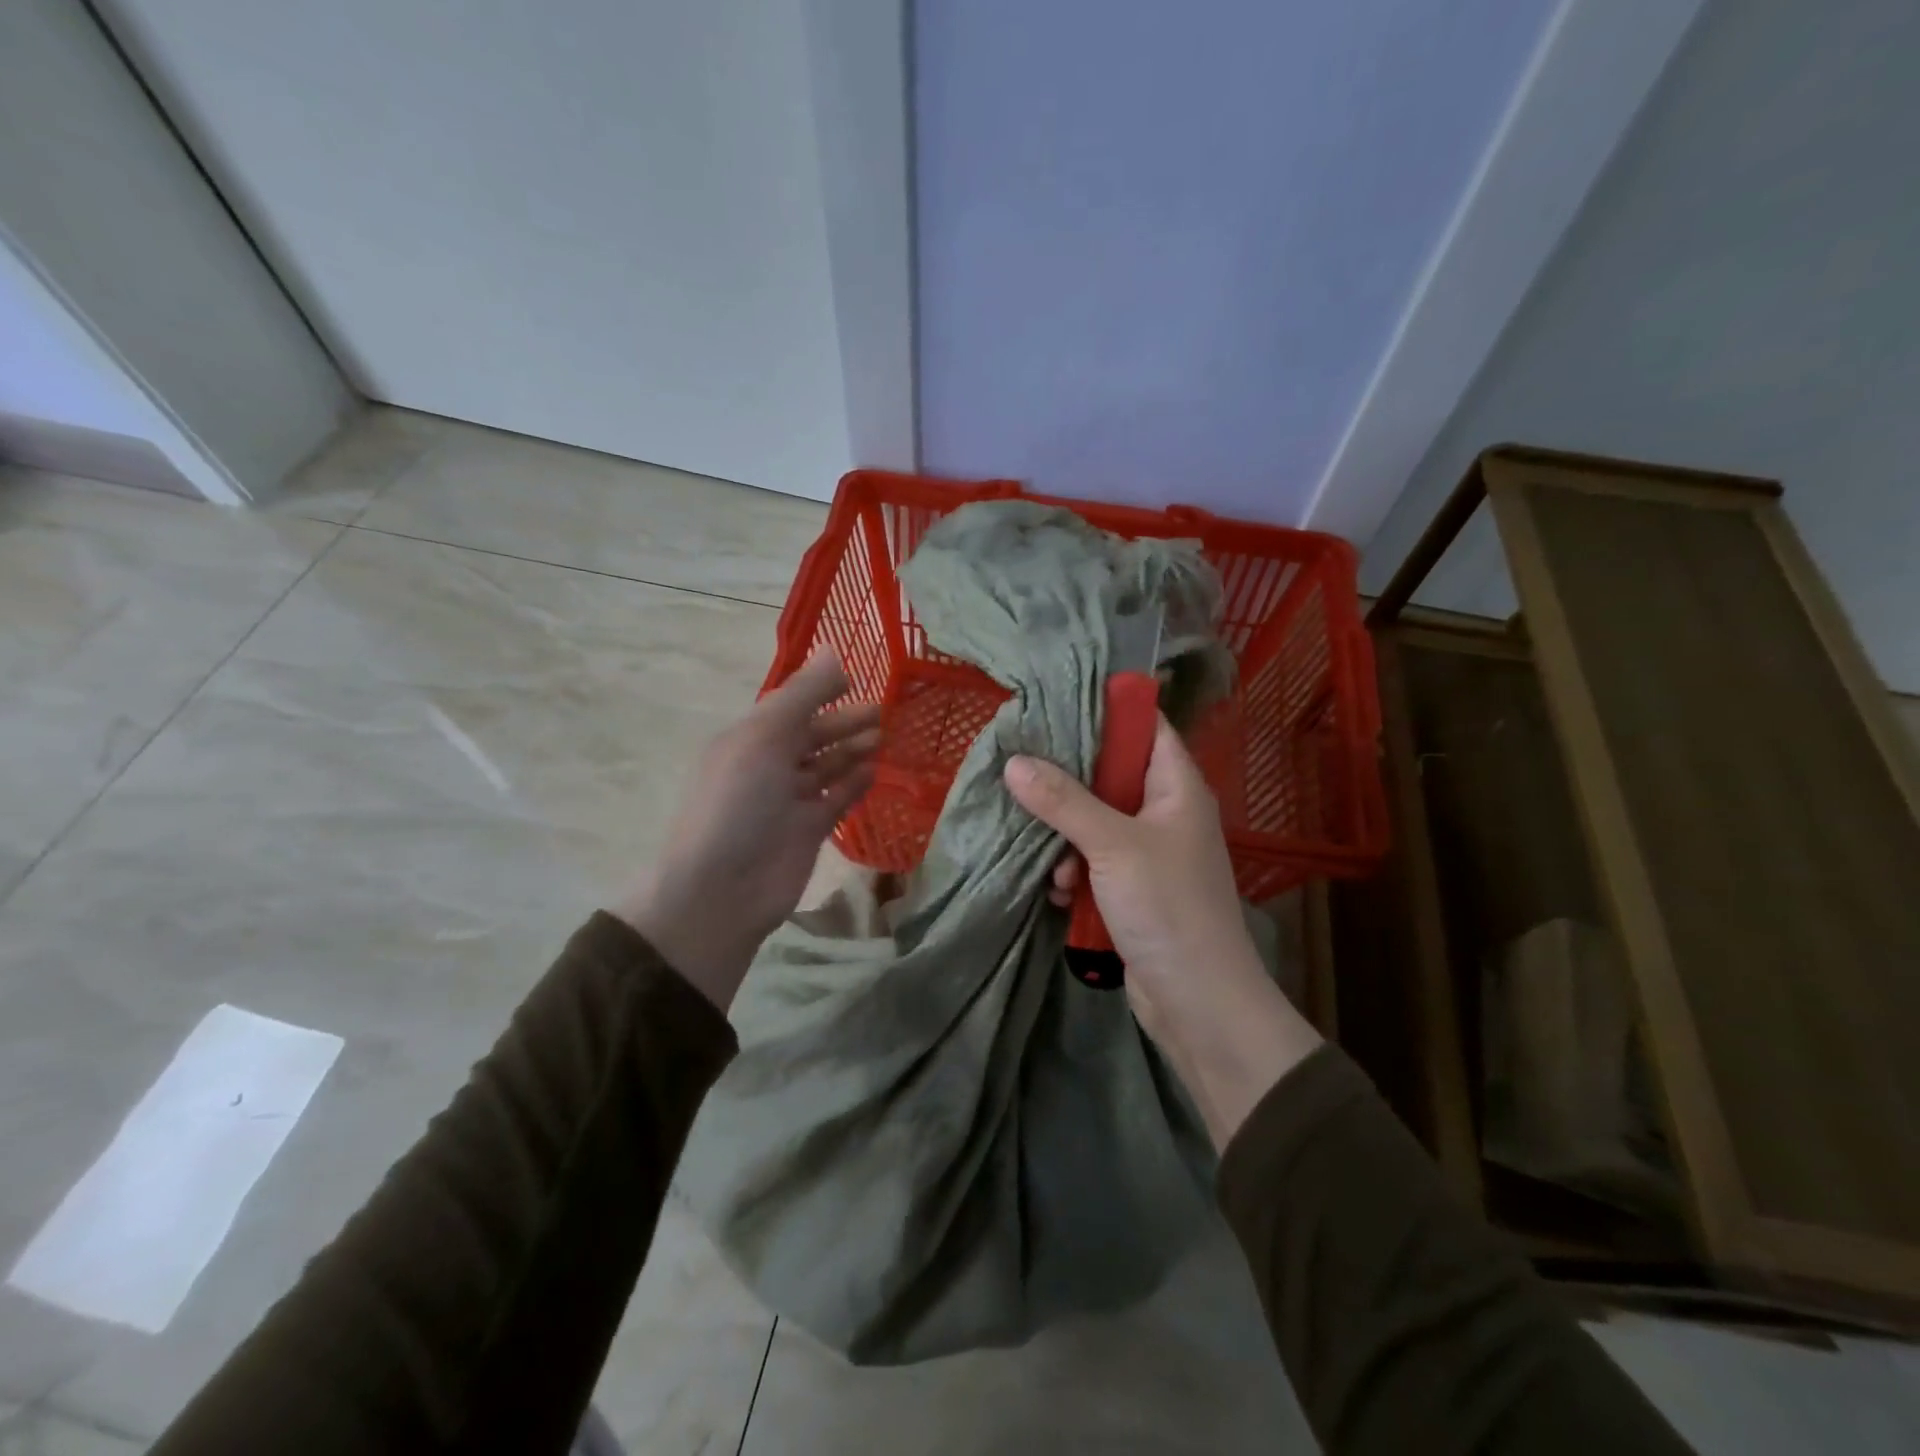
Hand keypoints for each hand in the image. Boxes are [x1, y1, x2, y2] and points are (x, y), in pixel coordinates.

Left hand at [615, 651, 879, 1010]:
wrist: (722, 889)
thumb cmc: (739, 803)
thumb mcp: (765, 738)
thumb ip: (803, 695)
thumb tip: (833, 651)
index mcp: (748, 739)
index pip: (789, 706)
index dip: (820, 691)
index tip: (857, 680)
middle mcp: (767, 765)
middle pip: (811, 735)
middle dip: (844, 722)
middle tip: (883, 712)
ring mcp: (788, 800)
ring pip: (826, 766)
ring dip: (853, 750)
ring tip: (885, 737)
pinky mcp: (807, 830)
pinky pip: (835, 799)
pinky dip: (853, 784)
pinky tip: (875, 771)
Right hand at [1004, 717, 1321, 1147]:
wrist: (1199, 1003)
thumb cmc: (1168, 908)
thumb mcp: (1113, 845)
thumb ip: (1064, 801)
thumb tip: (1014, 762)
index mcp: (1177, 787)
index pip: (1145, 727)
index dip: (1107, 711)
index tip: (1055, 704)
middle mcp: (1164, 813)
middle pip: (1110, 774)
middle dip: (1068, 781)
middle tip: (1022, 772)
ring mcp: (1148, 853)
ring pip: (1093, 821)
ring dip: (1065, 838)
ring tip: (1053, 863)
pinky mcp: (1131, 889)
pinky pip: (1091, 862)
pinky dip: (1072, 872)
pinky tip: (1059, 893)